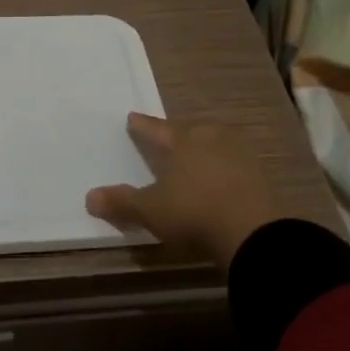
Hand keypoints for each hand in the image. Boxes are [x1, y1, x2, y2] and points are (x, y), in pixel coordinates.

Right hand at [86, 112, 288, 267]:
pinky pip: (233, 163)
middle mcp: (210, 138)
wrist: (254, 232)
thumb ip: (122, 202)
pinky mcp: (259, 174)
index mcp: (182, 141)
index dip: (141, 126)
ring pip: (214, 144)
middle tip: (167, 138)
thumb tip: (89, 197)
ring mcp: (239, 154)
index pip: (155, 129)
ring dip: (203, 149)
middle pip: (189, 131)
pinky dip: (223, 168)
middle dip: (177, 134)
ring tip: (194, 157)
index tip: (132, 117)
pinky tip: (219, 178)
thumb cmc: (194, 213)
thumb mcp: (151, 211)